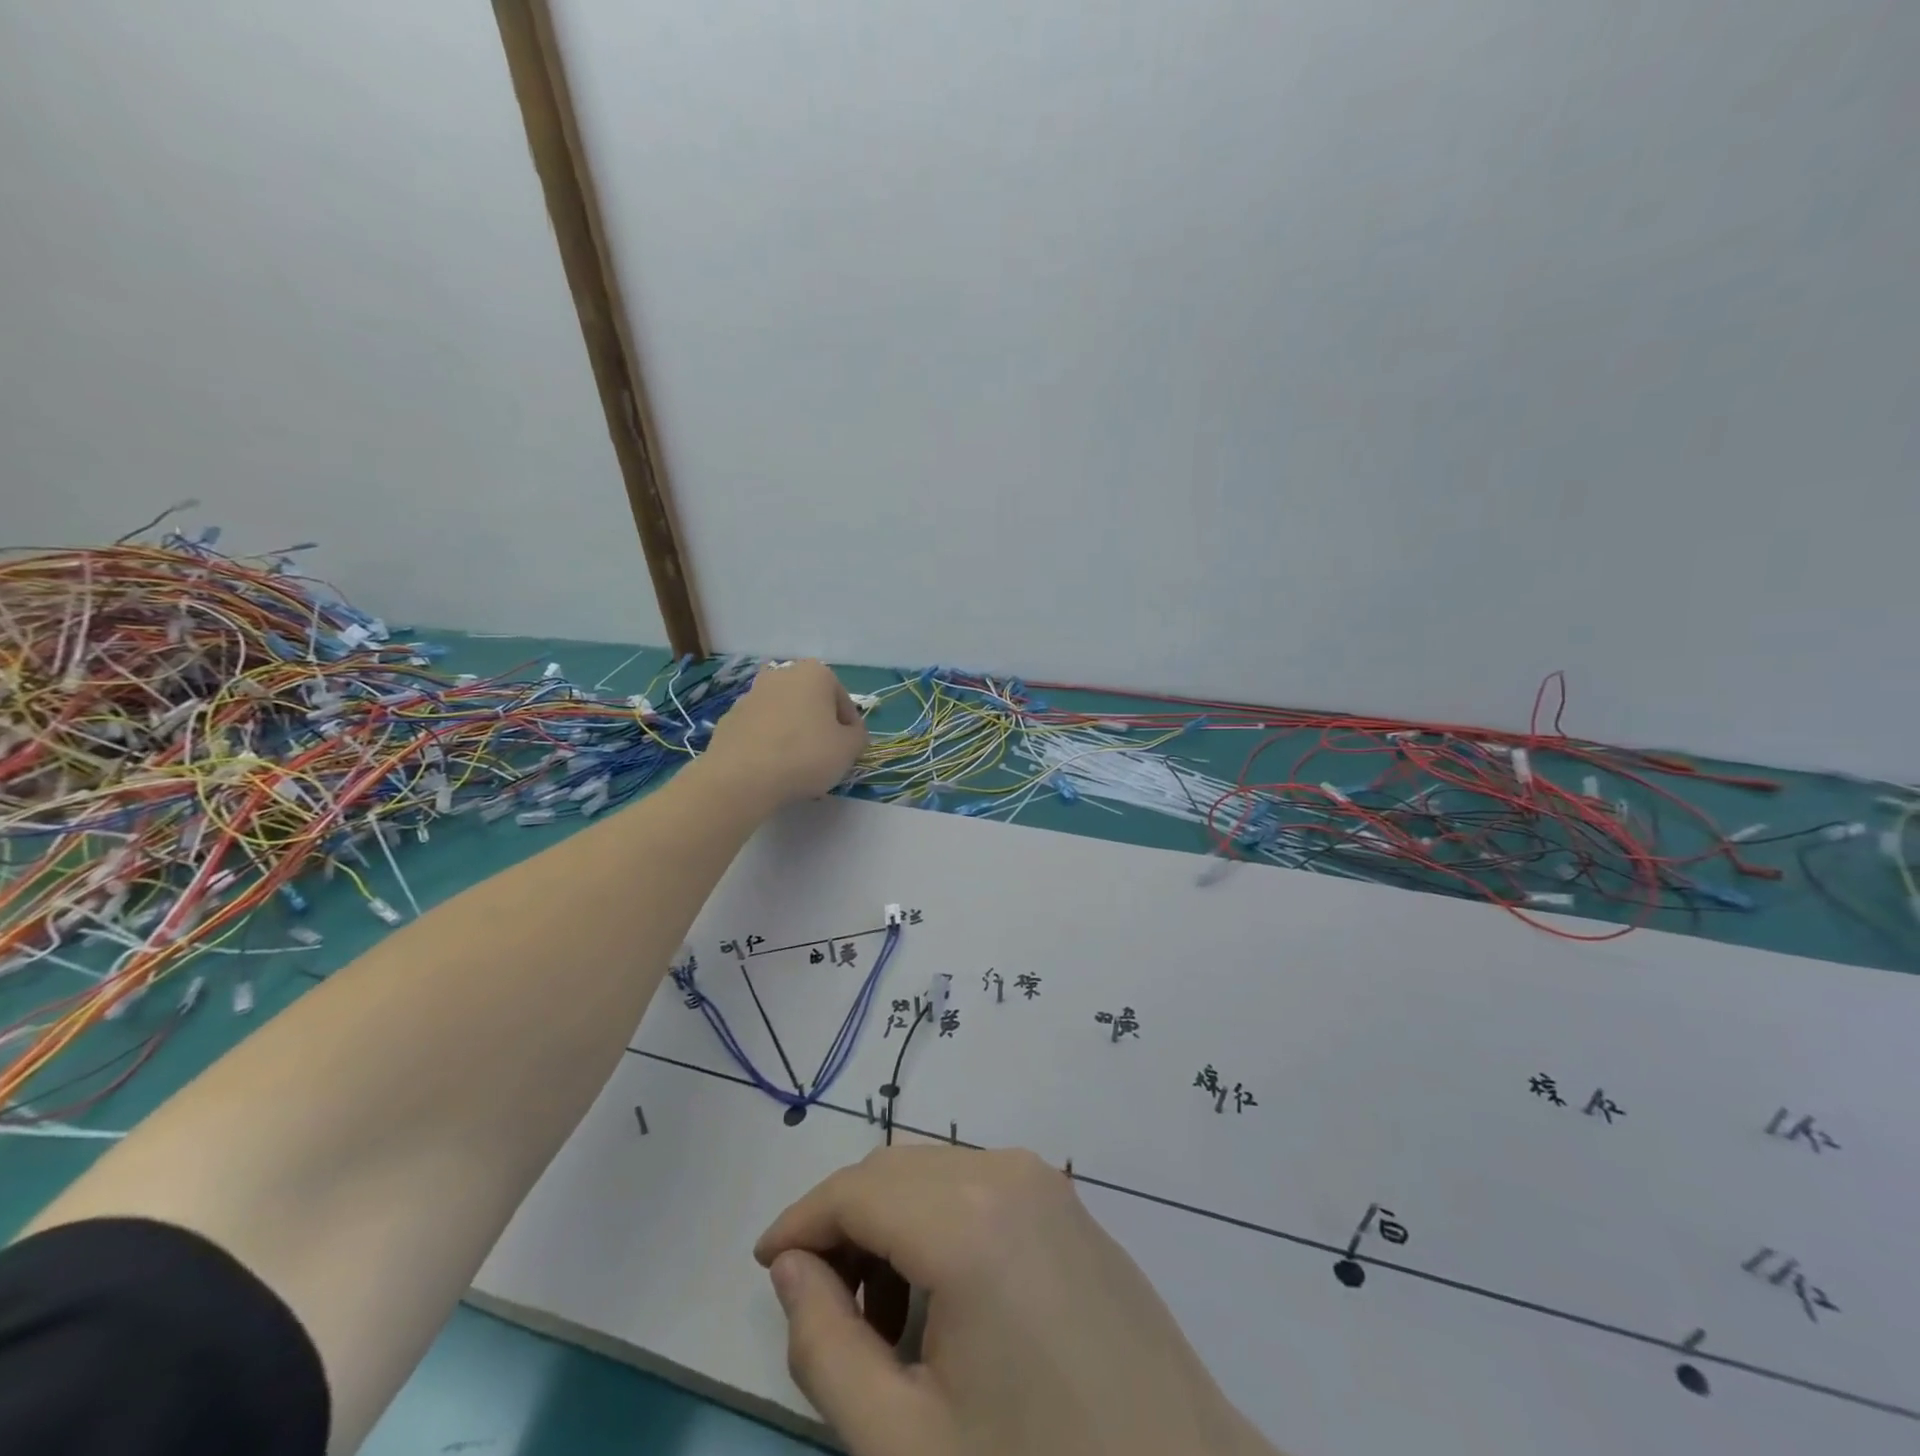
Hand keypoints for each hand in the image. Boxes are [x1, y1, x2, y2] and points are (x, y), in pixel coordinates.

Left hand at [702, 660, 867, 808]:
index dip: (850, 728)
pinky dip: (769, 743)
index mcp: (814, 673)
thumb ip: (858, 737)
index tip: (849, 750)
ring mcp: (751, 695)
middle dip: (820, 726)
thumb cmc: (805, 755)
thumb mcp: (849, 749)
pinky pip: (761, 730)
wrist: (741, 777)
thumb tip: (852, 734)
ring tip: (797, 767)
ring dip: (794, 734)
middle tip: (825, 757)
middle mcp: (781, 675)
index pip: (843, 701)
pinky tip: (772, 768)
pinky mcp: (730, 718)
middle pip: (811, 703)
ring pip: (784, 715)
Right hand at [754, 1147, 1279, 1455]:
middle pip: (893, 1172)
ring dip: (890, 1224)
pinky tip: (942, 1297)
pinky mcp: (1066, 1200)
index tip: (765, 1267)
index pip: (855, 1190)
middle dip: (843, 1225)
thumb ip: (826, 1346)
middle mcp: (1005, 1170)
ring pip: (934, 1174)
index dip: (800, 1222)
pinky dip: (938, 1221)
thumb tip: (791, 1269)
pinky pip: (978, 1186)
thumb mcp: (904, 1440)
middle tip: (820, 1306)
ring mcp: (1043, 1179)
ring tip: (882, 1318)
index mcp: (966, 1215)